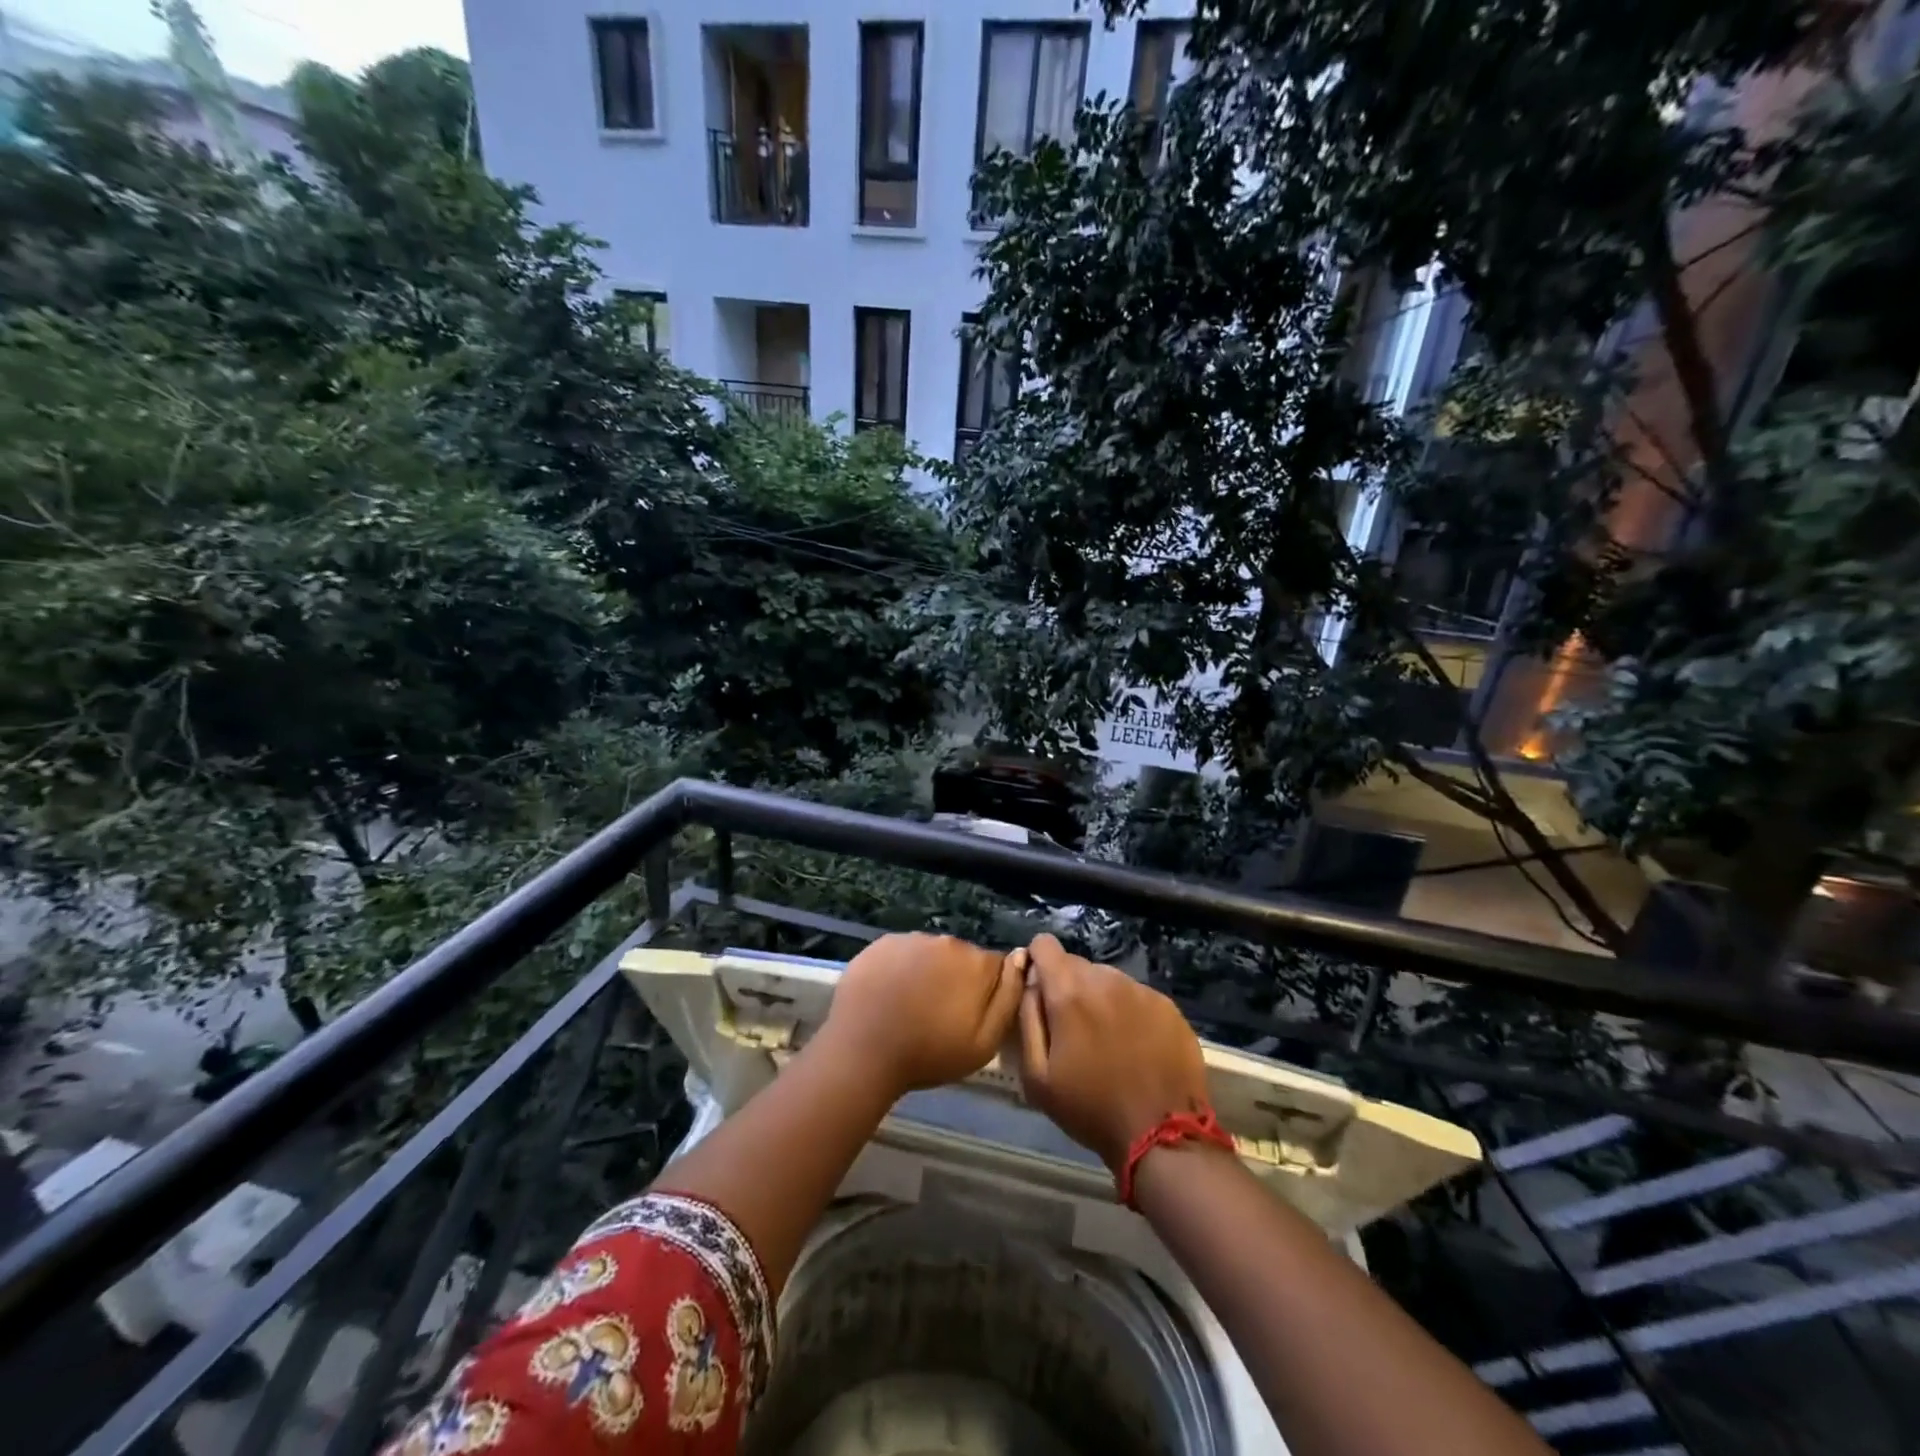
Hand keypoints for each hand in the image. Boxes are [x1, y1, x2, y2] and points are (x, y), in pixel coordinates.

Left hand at [816, 933, 1024, 1100]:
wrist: (863, 1051)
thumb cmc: (929, 1053)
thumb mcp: (984, 1042)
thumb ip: (1009, 997)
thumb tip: (1021, 958)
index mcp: (977, 962)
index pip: (995, 967)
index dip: (986, 992)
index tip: (970, 1015)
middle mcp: (947, 940)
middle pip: (963, 958)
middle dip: (957, 980)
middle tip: (939, 1014)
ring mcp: (911, 938)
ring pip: (931, 954)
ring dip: (928, 973)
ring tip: (911, 1006)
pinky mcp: (882, 943)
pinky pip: (902, 953)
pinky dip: (901, 969)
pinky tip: (889, 995)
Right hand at [1013, 933, 1209, 1170]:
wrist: (1162, 1135)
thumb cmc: (1091, 1108)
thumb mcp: (1037, 1076)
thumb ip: (1027, 1018)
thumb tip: (1030, 983)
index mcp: (1069, 992)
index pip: (1044, 944)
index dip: (1037, 963)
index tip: (1040, 992)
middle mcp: (1105, 979)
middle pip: (1076, 964)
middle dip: (1068, 987)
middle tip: (1073, 1029)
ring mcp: (1140, 990)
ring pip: (1107, 979)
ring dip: (1100, 999)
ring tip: (1107, 1040)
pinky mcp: (1167, 1005)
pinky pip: (1137, 996)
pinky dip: (1129, 1012)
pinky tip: (1135, 1046)